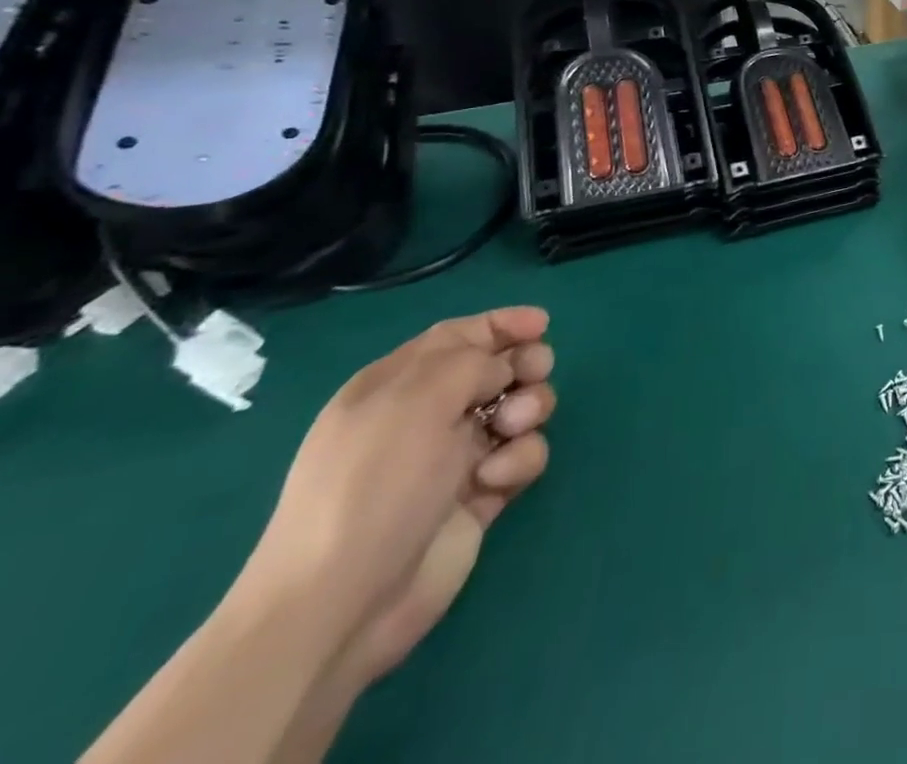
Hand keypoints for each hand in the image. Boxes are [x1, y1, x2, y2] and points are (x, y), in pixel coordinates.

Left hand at [243, 309, 554, 658]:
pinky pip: (520, 457)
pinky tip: (494, 482)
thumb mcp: (419, 400)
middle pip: (497, 368)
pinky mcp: (479, 495)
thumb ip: (474, 361)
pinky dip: (518, 461)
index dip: (501, 324)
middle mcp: (426, 416)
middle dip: (525, 365)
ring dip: (529, 410)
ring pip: (519, 410)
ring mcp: (453, 458)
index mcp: (396, 386)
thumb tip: (505, 368)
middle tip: (534, 374)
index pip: (457, 336)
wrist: (340, 605)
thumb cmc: (374, 485)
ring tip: (510, 432)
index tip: (542, 324)